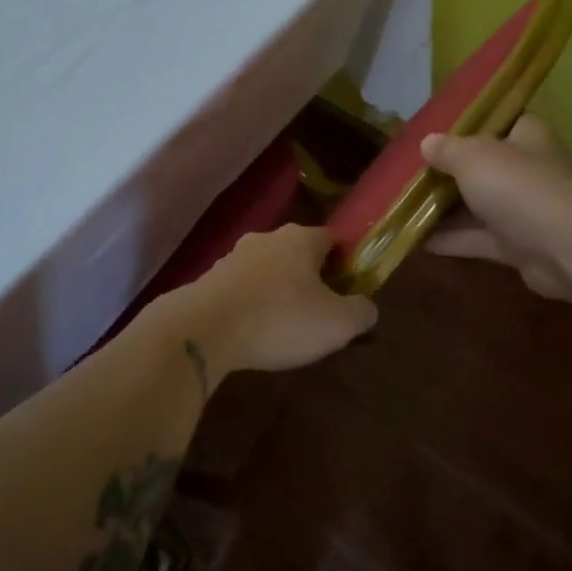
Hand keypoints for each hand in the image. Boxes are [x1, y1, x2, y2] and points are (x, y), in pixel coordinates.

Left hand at [150, 224, 378, 374]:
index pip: (331, 239)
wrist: (203, 328)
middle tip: (318, 312)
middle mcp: (267, 238)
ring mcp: (233, 256)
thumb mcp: (337, 324)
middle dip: (309, 278)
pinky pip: (241, 289)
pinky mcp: (209, 279)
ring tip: (283, 327)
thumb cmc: (280, 319)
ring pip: (267, 270)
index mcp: (301, 239)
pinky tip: (253, 332)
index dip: (344, 263)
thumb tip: (367, 307)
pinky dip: (250, 304)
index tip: (347, 291)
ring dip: (277, 291)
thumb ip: (361, 312)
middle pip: (297, 253)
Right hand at [421, 115, 571, 303]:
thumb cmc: (517, 187)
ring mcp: (525, 210)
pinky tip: (417, 240)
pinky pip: (478, 238)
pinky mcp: (519, 245)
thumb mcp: (472, 157)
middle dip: (452, 170)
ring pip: (479, 204)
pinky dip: (452, 239)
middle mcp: (530, 170)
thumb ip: (447, 149)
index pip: (504, 120)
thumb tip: (427, 143)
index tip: (441, 128)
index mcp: (528, 137)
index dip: (475, 122)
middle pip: (486, 165)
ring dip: (447, 208)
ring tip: (405, 206)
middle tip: (414, 171)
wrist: (562, 250)